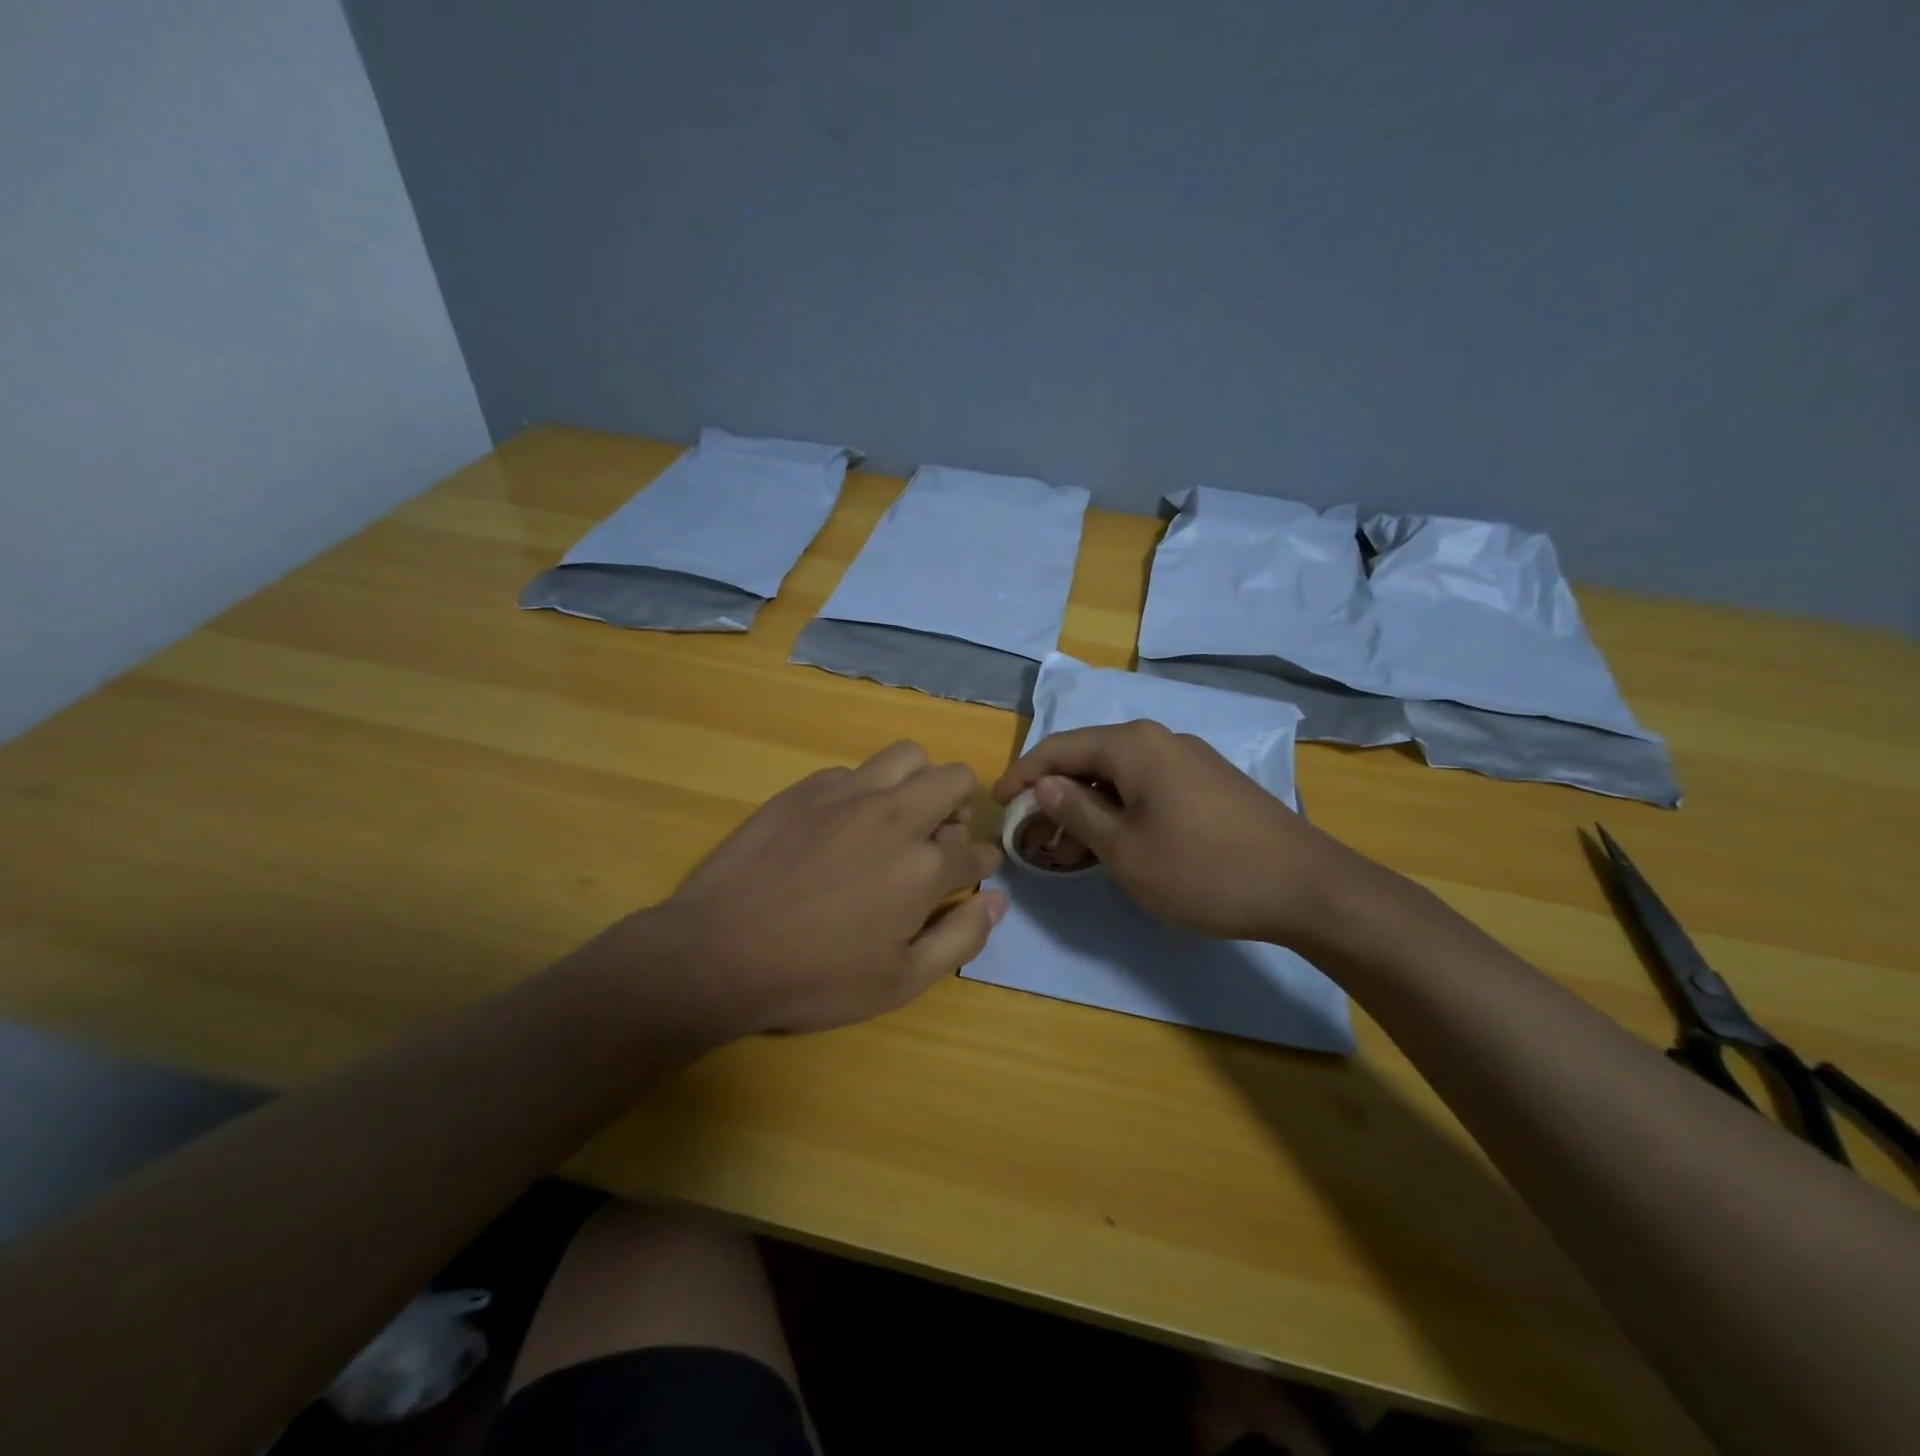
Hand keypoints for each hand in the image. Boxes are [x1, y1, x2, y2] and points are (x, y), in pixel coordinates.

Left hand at [650, 742, 1004, 1035]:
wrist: (718, 953)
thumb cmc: (814, 978)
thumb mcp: (899, 983)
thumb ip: (960, 938)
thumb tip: (996, 900)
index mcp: (923, 867)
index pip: (976, 850)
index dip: (982, 863)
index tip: (972, 873)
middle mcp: (895, 817)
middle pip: (955, 779)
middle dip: (961, 807)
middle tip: (938, 840)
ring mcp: (848, 795)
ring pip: (908, 756)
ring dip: (918, 782)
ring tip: (898, 818)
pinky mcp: (807, 788)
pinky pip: (854, 770)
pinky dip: (864, 791)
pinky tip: (841, 825)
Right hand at [992, 721, 1369, 945]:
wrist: (1306, 887)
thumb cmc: (1203, 870)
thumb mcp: (1126, 850)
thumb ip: (1077, 812)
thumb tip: (1043, 784)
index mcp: (1133, 745)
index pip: (1058, 749)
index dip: (1022, 775)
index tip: (997, 805)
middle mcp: (1160, 739)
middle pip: (1089, 758)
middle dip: (1054, 795)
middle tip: (1033, 837)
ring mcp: (1189, 759)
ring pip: (1119, 775)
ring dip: (1087, 806)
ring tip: (1068, 848)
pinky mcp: (1209, 782)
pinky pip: (1147, 786)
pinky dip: (1120, 810)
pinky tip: (1117, 843)